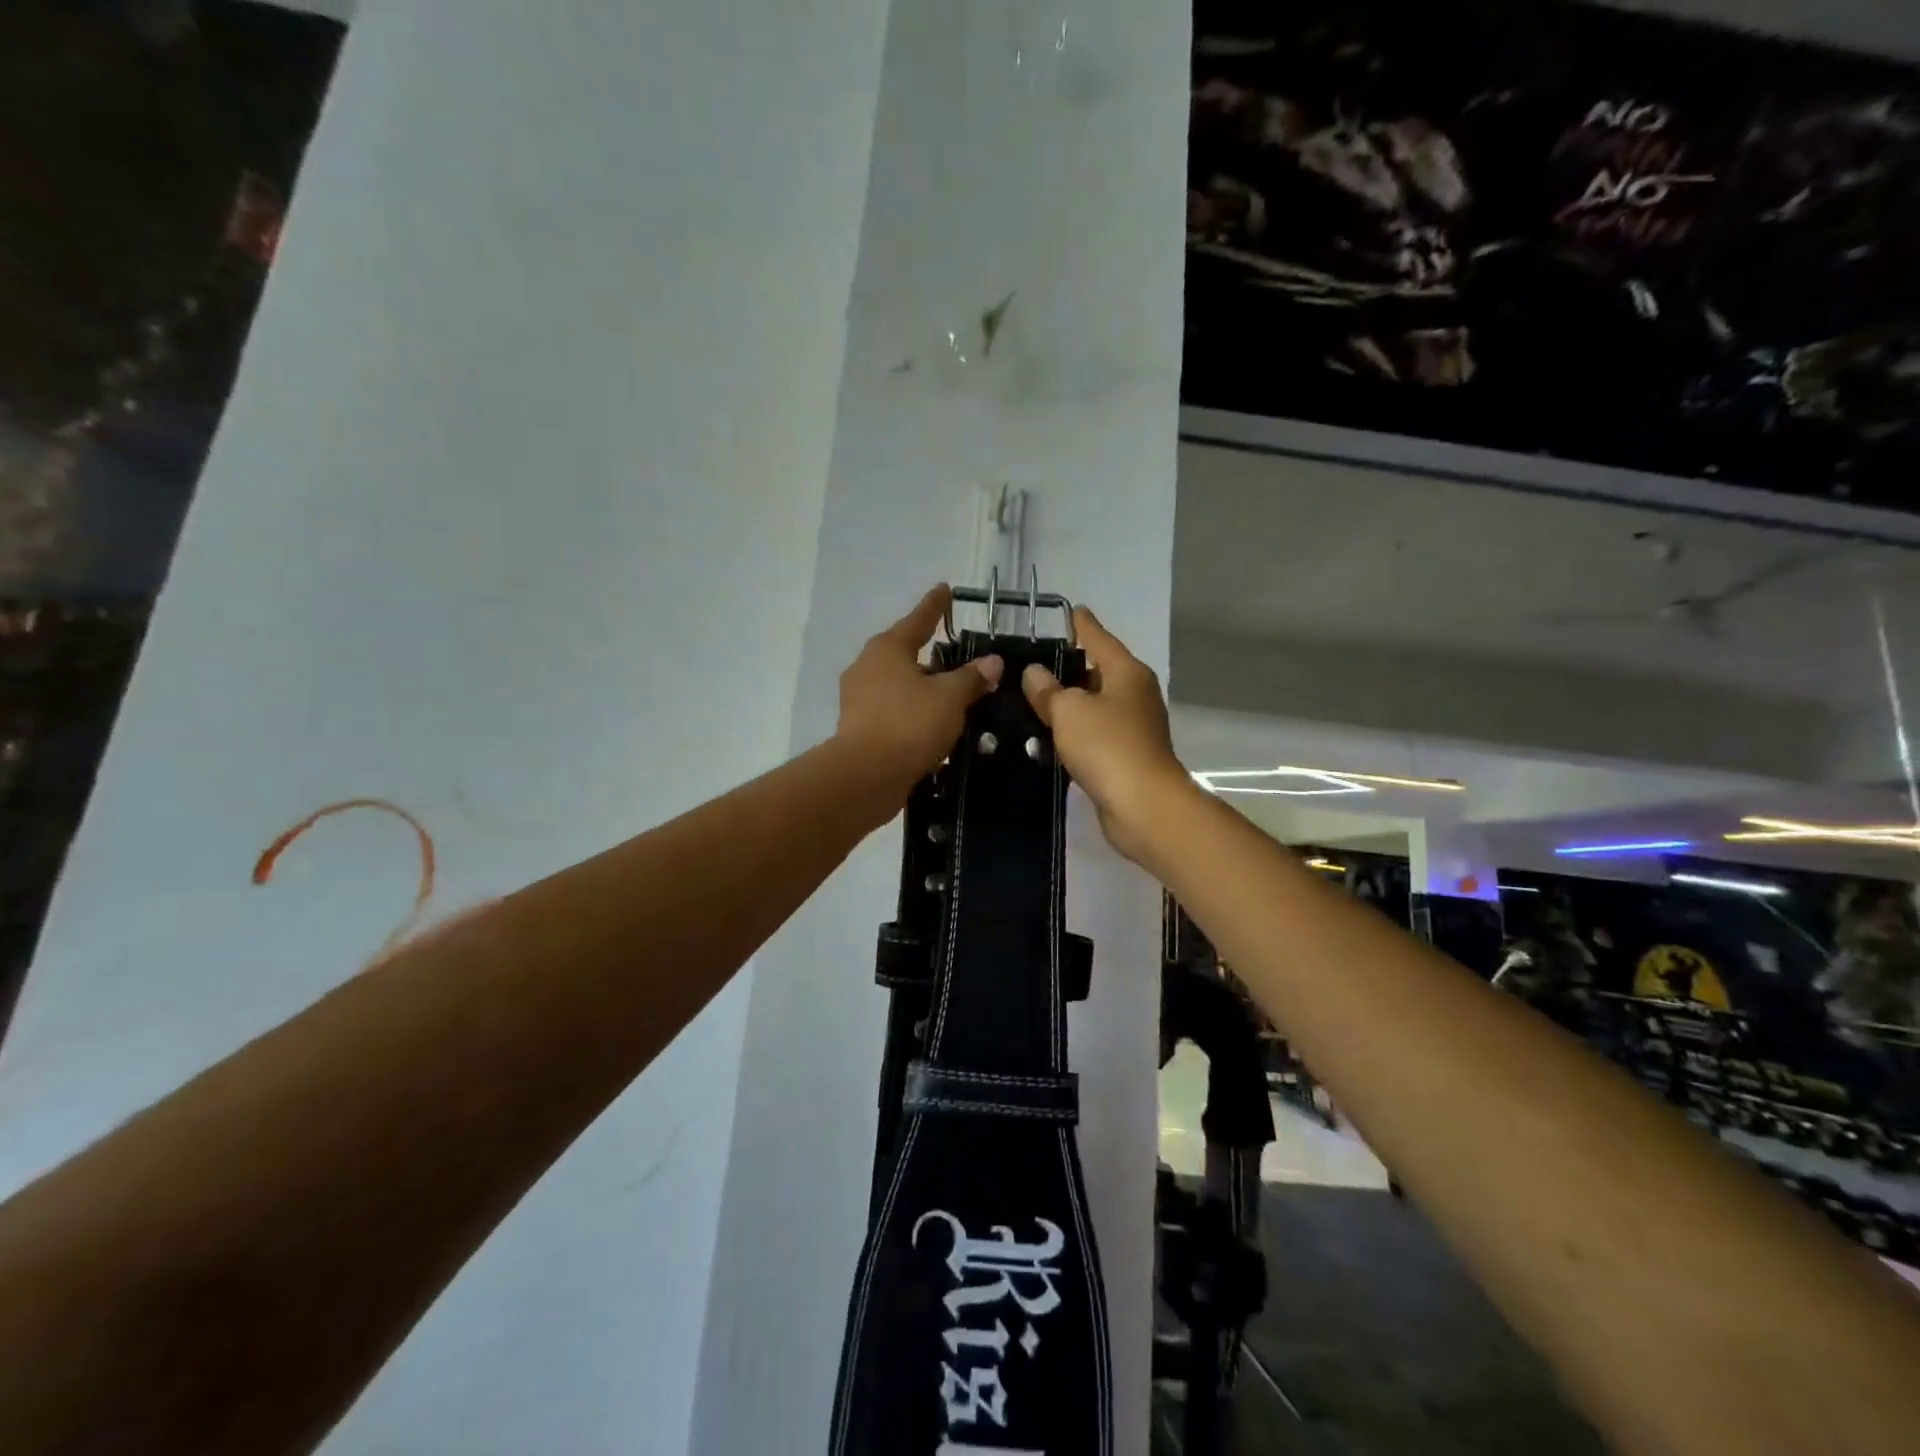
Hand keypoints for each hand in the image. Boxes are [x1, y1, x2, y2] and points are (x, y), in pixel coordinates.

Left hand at [836, 586, 1002, 800]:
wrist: (866, 776)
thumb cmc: (910, 724)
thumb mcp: (950, 698)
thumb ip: (972, 677)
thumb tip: (992, 661)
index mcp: (888, 648)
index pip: (919, 619)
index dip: (936, 605)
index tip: (945, 589)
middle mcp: (868, 666)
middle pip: (905, 651)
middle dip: (930, 652)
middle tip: (956, 651)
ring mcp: (859, 697)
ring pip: (899, 683)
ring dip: (923, 686)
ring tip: (951, 692)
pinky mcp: (859, 726)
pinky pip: (894, 709)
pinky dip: (913, 710)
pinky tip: (932, 722)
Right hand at [1022, 607, 1192, 863]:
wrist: (1143, 806)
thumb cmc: (1108, 747)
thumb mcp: (1069, 711)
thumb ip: (1048, 690)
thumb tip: (1034, 673)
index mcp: (1126, 672)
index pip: (1099, 638)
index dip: (1082, 624)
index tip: (1070, 610)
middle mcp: (1134, 694)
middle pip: (1098, 671)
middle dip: (1069, 667)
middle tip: (1032, 663)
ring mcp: (1133, 727)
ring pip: (1095, 705)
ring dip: (1069, 704)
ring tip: (1031, 700)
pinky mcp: (1126, 757)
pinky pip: (1094, 734)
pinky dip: (1074, 732)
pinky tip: (1049, 737)